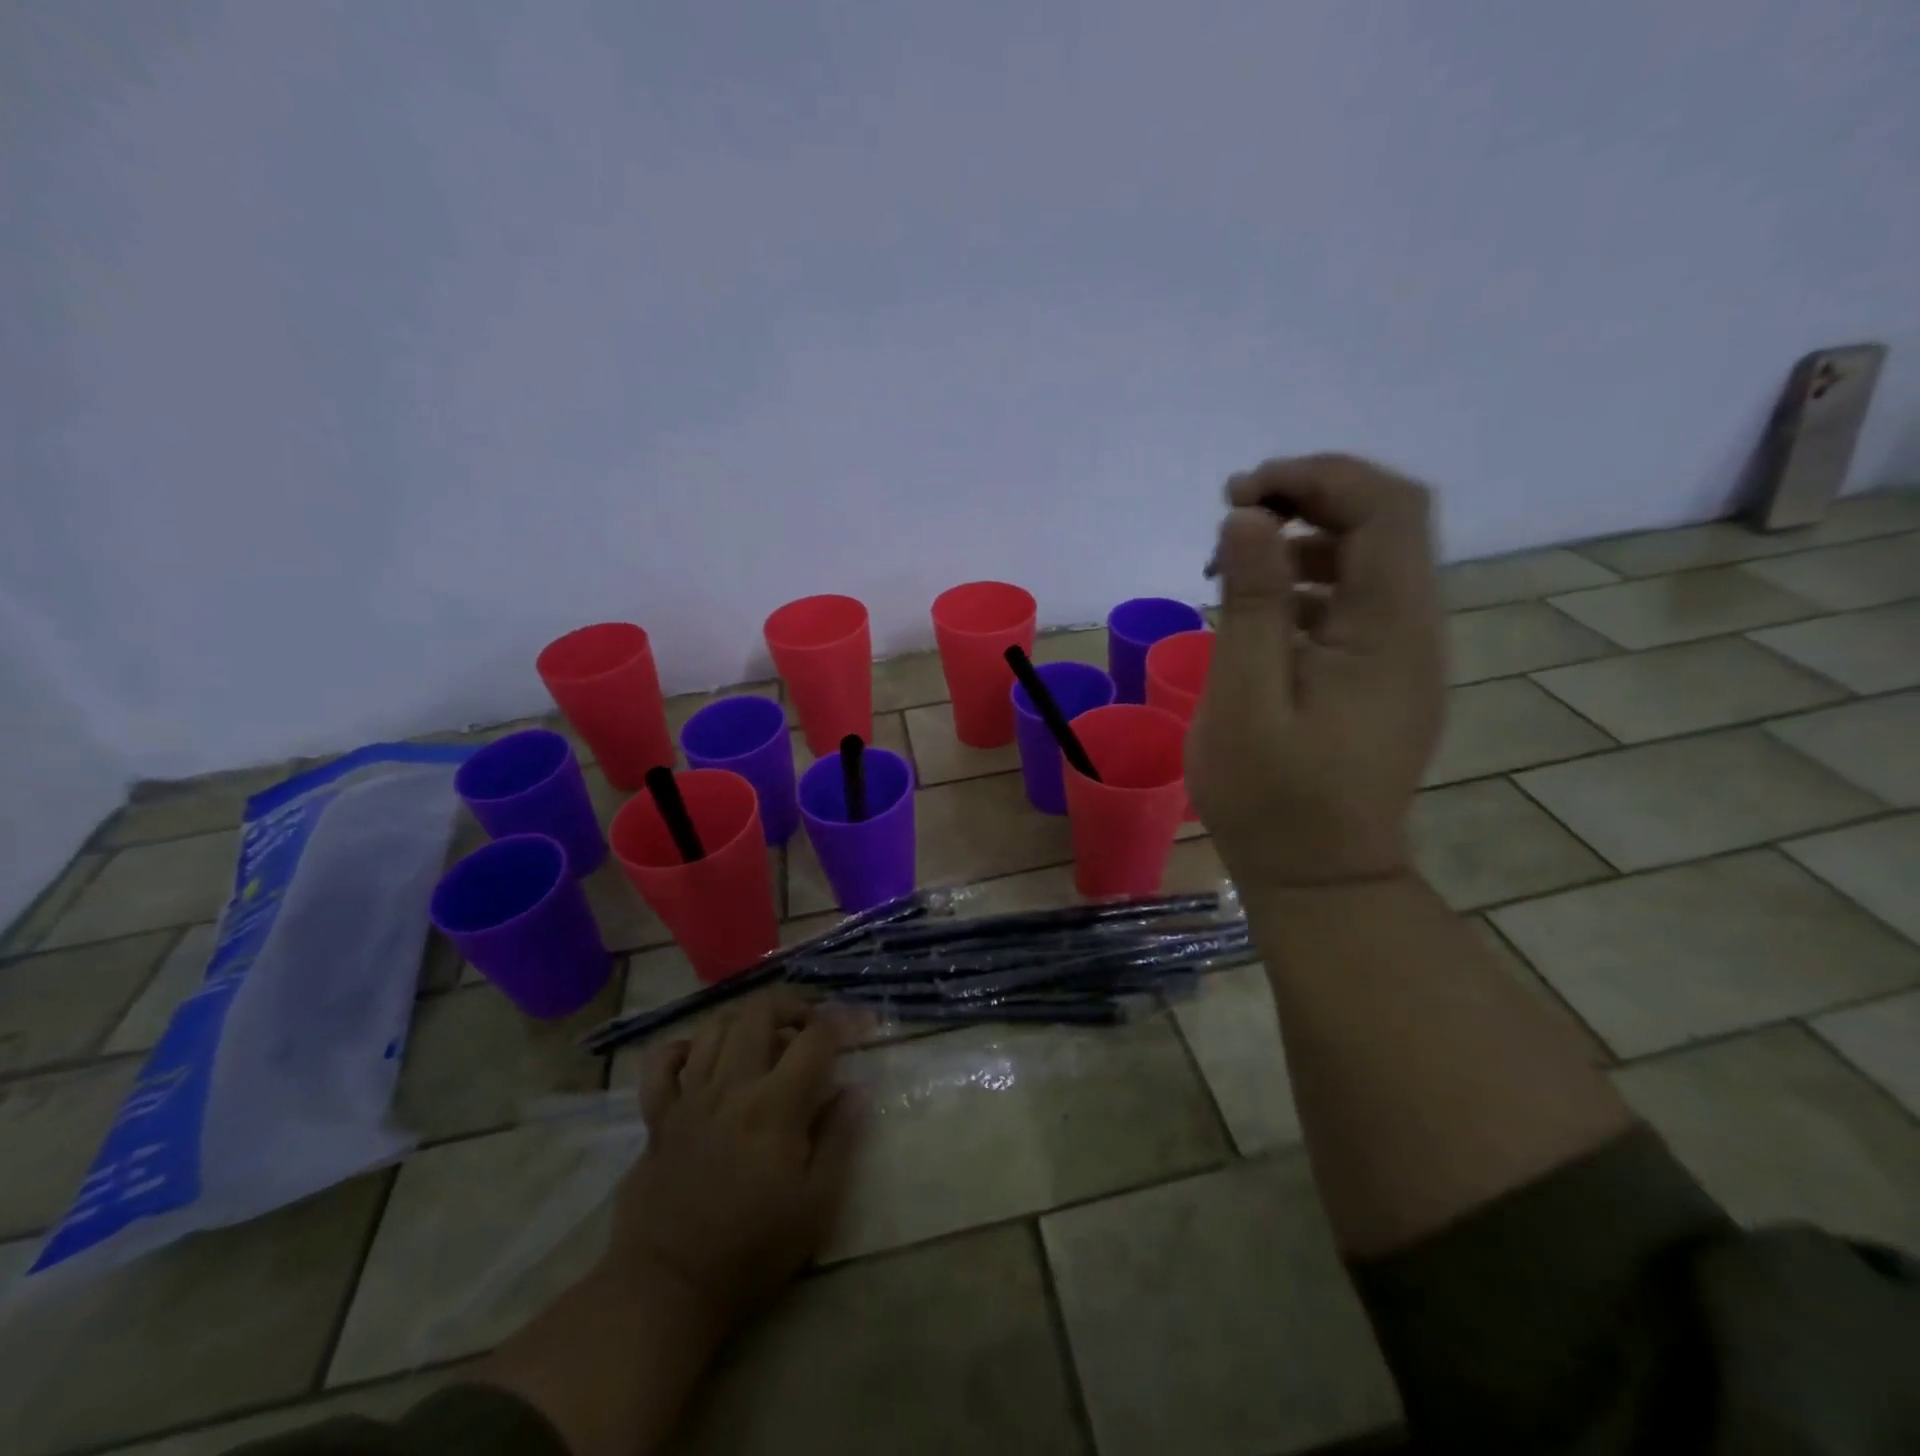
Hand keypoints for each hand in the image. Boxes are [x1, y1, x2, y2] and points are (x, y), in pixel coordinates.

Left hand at [608, 991, 864, 1332]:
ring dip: (745, 1020)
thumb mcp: (816, 1205)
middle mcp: (732, 1086)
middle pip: (760, 1012)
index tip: (859, 1023)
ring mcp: (689, 1097)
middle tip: (809, 1024)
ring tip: (764, 1035)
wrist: (667, 1288)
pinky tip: (701, 1055)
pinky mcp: (657, 1116)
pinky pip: (662, 1062)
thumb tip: (856, 1089)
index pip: (814, 1038)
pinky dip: (683, 1048)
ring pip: (715, 1027)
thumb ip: (840, 1138)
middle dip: (791, 1004)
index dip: (842, 1022)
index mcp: (775, 1105)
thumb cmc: (752, 1249)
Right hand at [1189, 453, 1444, 885]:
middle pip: (1384, 523)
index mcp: (1389, 631)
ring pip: (1368, 560)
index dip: (1318, 478)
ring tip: (1230, 567)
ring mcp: (1402, 654)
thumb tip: (1248, 517)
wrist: (1320, 876)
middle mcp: (1413, 630)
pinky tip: (1256, 611)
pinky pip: (1353, 602)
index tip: (1243, 494)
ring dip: (1301, 541)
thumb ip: (1250, 605)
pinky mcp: (1382, 675)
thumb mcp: (1244, 702)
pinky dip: (1305, 584)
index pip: (1386, 508)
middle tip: (1232, 516)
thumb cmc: (1272, 798)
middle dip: (1308, 499)